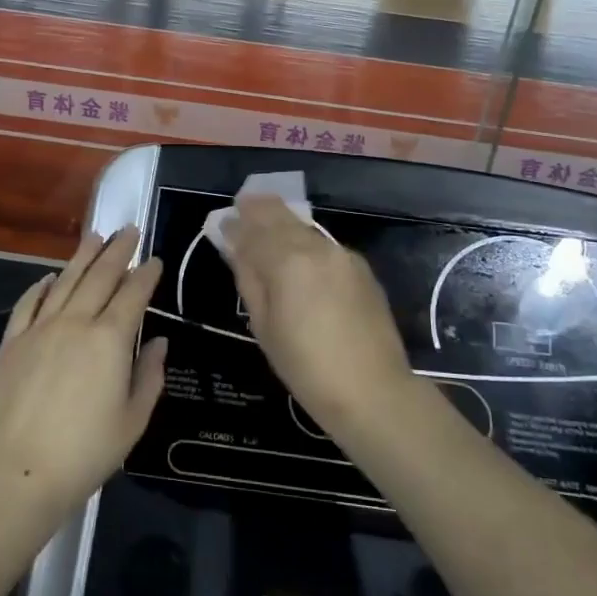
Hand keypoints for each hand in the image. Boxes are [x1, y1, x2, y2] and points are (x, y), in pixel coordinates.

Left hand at [0, 227, 166, 521]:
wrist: (17, 472)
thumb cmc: (85, 452)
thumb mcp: (132, 420)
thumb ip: (149, 376)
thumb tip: (158, 342)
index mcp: (110, 340)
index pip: (132, 295)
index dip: (145, 274)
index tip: (154, 259)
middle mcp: (75, 323)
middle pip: (99, 276)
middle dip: (117, 251)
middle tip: (128, 229)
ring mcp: (39, 329)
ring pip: (65, 281)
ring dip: (82, 256)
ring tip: (94, 235)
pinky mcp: (11, 343)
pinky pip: (29, 304)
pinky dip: (42, 286)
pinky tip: (50, 277)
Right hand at [222, 196, 414, 424]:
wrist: (373, 390)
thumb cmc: (306, 367)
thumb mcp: (264, 326)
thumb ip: (250, 279)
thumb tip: (237, 248)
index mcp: (287, 261)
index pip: (254, 230)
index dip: (236, 224)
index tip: (224, 221)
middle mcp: (316, 247)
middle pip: (282, 217)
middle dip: (260, 209)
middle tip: (244, 205)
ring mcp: (343, 255)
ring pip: (305, 228)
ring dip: (284, 223)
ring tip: (267, 226)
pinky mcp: (361, 268)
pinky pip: (324, 245)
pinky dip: (305, 241)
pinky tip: (299, 255)